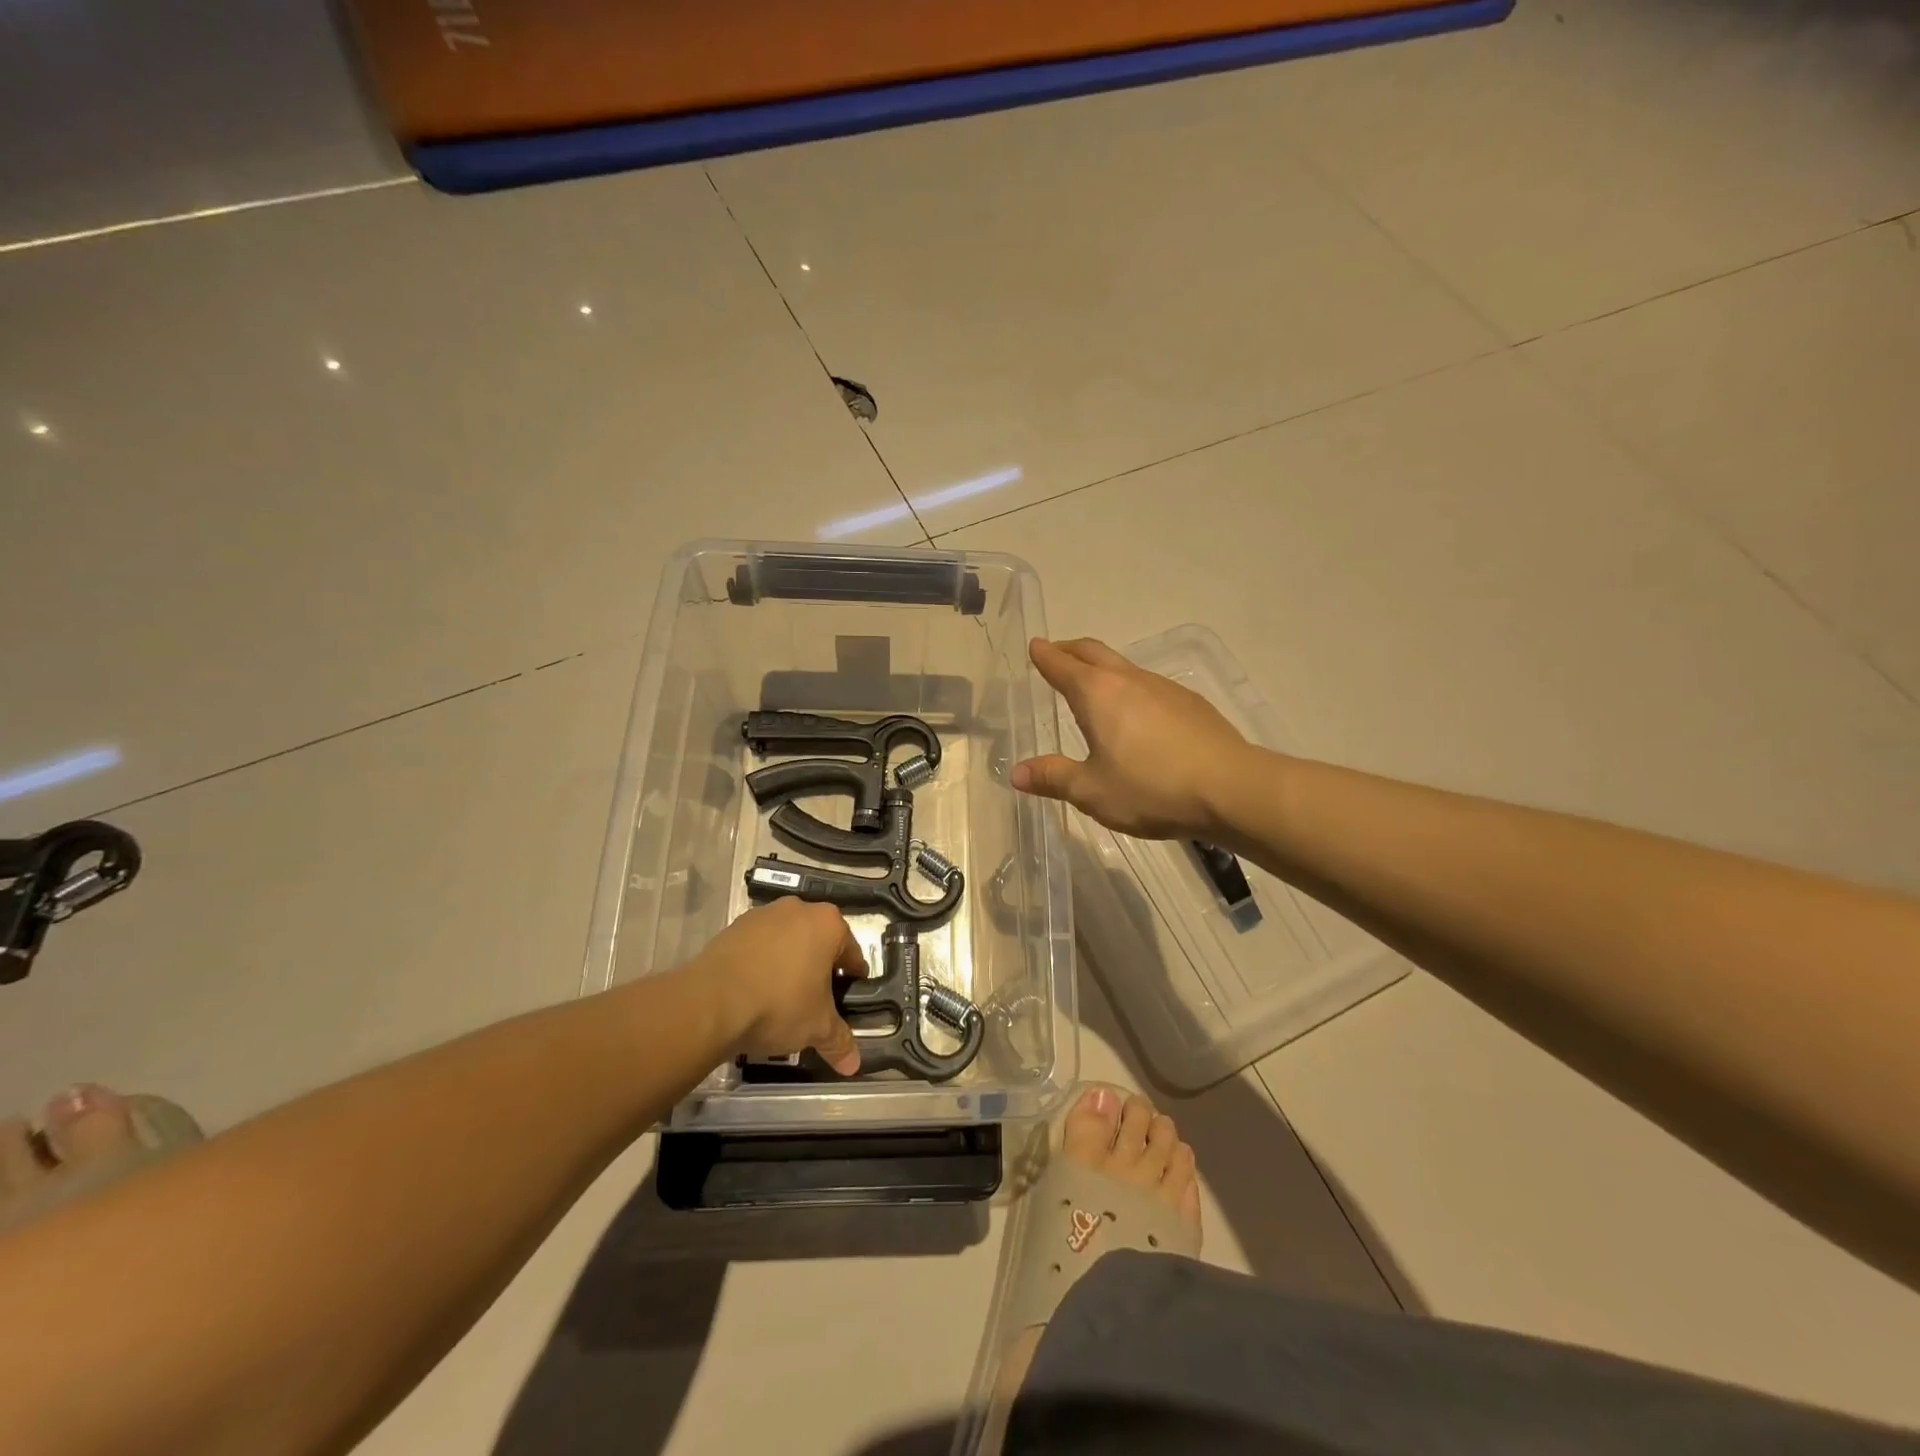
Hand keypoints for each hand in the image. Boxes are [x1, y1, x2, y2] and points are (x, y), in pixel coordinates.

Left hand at [692, 900, 865, 1075]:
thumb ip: (839, 1041)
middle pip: (817, 941)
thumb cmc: (779, 1005)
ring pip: (786, 940)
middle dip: (818, 967)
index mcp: (827, 924)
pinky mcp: (733, 927)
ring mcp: (763, 915)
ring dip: (787, 962)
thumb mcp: (817, 1028)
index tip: (848, 995)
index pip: (850, 951)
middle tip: (815, 999)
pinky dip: (760, 963)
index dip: (852, 976)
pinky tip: (754, 990)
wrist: (711, 1002)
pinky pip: (757, 945)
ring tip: (780, 997)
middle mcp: (798, 909)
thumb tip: (854, 1065)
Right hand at [1012, 637, 1255, 839]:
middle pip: (1094, 652)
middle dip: (1070, 650)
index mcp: (1098, 694)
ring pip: (1124, 666)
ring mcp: (1164, 688)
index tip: (1034, 645)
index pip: (1062, 665)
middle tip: (1056, 653)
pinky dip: (1129, 688)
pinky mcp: (1190, 703)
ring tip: (1093, 687)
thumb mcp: (1092, 790)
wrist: (1232, 788)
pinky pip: (1149, 685)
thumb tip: (1017, 773)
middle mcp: (1129, 680)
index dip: (1044, 656)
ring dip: (1102, 668)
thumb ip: (1053, 777)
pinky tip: (1136, 715)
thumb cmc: (1151, 788)